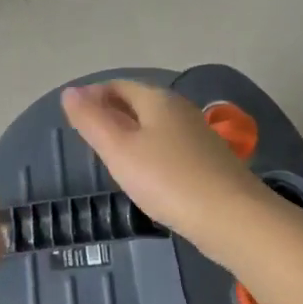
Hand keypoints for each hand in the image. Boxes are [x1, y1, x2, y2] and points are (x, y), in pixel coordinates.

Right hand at [61, 81, 272, 256]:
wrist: (232, 217)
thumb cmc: (167, 179)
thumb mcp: (118, 149)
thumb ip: (91, 119)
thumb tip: (70, 91)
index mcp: (157, 99)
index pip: (118, 86)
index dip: (93, 96)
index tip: (75, 118)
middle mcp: (180, 109)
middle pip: (139, 103)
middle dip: (113, 114)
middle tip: (89, 138)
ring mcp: (199, 134)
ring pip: (156, 126)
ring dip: (133, 134)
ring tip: (113, 158)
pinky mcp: (209, 160)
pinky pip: (171, 147)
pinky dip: (152, 153)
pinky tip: (147, 176)